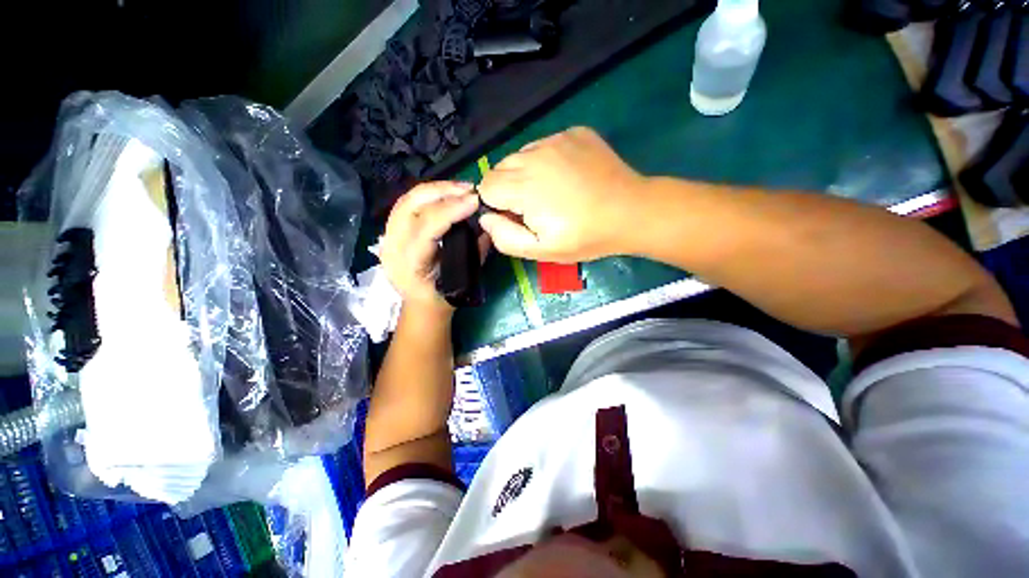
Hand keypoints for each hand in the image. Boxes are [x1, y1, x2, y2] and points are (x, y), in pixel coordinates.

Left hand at [380, 182, 480, 315]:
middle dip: (442, 192)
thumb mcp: (464, 280)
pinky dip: (427, 194)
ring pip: (406, 200)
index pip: (427, 228)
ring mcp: (386, 237)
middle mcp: (392, 248)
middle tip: (469, 189)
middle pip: (410, 206)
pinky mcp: (389, 231)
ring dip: (435, 189)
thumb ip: (476, 250)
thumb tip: (489, 224)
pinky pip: (405, 204)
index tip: (475, 200)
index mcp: (411, 265)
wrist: (420, 305)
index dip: (451, 210)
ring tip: (461, 188)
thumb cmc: (443, 297)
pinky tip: (445, 193)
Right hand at [477, 127, 648, 262]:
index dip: (496, 204)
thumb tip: (486, 218)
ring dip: (526, 173)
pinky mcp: (573, 133)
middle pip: (500, 168)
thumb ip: (506, 238)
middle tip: (535, 207)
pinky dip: (546, 160)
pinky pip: (545, 145)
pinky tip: (567, 176)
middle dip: (508, 189)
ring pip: (521, 155)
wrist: (631, 211)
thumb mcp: (542, 250)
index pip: (486, 186)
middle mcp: (533, 156)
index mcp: (523, 186)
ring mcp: (555, 140)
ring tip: (552, 191)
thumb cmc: (585, 236)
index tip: (516, 216)